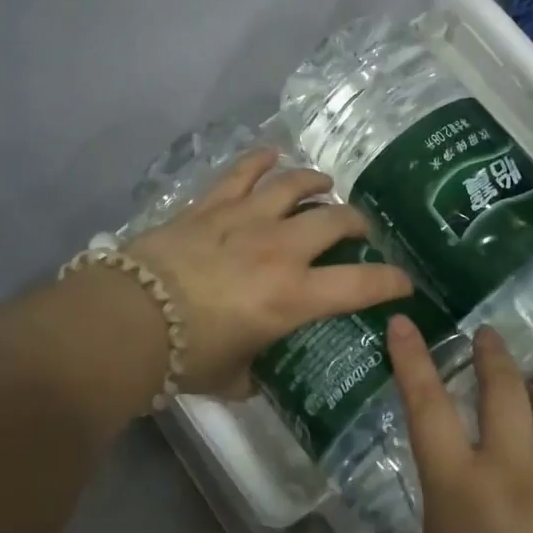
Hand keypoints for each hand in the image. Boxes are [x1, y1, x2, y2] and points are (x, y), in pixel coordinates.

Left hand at [124, 149, 413, 395]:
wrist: (128, 319)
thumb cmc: (185, 357)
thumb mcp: (232, 376)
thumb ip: (254, 372)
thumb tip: (256, 373)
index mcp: (294, 296)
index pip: (363, 283)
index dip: (392, 281)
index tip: (404, 283)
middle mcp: (280, 249)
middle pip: (335, 219)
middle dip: (356, 222)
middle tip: (358, 230)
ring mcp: (245, 218)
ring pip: (294, 184)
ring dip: (315, 181)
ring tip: (323, 185)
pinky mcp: (211, 205)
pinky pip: (242, 171)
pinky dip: (260, 160)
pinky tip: (271, 155)